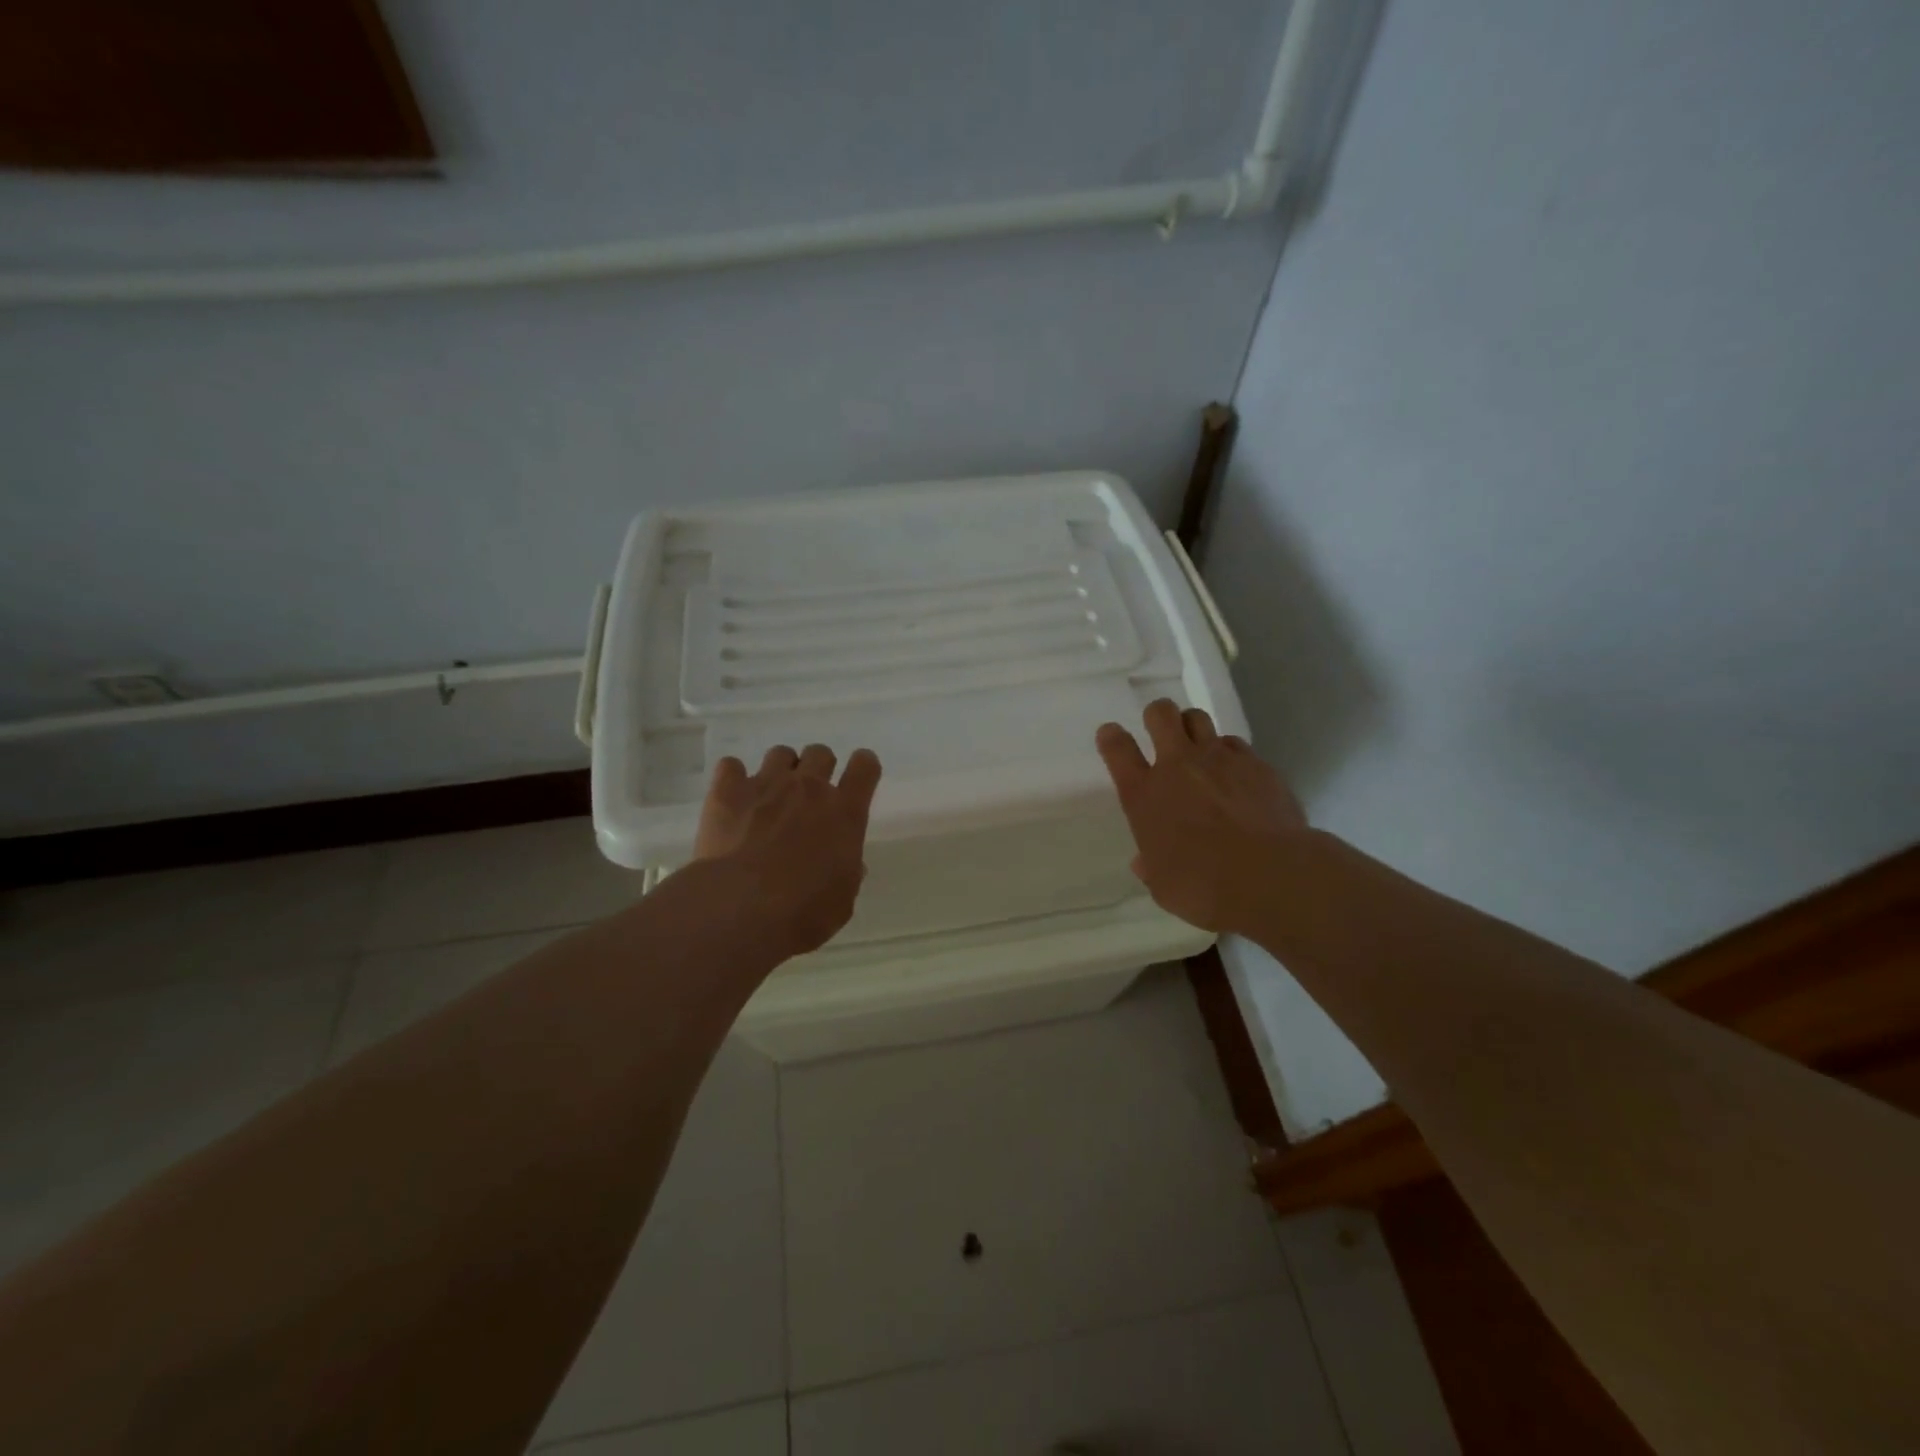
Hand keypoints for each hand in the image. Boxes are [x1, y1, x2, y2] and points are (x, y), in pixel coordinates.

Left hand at [693, 743, 881, 957]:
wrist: (741, 908)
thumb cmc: (803, 912)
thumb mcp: (842, 901)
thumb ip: (848, 874)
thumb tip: (848, 863)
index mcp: (845, 812)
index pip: (865, 767)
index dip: (863, 767)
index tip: (858, 778)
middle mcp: (809, 788)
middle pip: (821, 753)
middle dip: (818, 769)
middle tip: (808, 798)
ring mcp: (767, 784)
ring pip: (780, 753)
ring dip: (780, 771)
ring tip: (770, 798)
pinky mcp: (727, 791)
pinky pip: (730, 765)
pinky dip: (733, 779)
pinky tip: (732, 801)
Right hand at [1095, 699, 1306, 936]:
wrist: (1272, 875)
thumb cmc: (1204, 886)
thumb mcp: (1164, 886)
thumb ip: (1152, 867)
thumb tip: (1145, 862)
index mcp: (1144, 794)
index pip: (1117, 748)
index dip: (1111, 737)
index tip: (1112, 736)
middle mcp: (1177, 766)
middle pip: (1160, 714)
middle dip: (1157, 716)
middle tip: (1161, 734)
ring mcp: (1219, 759)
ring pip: (1198, 718)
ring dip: (1192, 728)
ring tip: (1198, 750)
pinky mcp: (1256, 764)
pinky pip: (1234, 743)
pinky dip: (1229, 753)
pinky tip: (1235, 774)